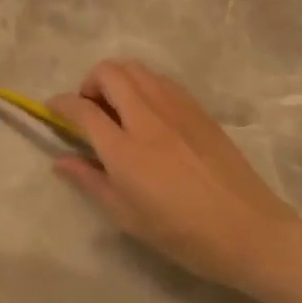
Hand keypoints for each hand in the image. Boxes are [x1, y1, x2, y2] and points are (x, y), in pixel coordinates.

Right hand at [49, 59, 301, 293]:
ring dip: (117, 79)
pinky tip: (148, 114)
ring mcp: (176, 109)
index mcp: (125, 150)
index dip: (60, 104)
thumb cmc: (183, 234)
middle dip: (89, 83)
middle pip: (109, 73)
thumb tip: (61, 160)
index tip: (52, 109)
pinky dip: (143, 85)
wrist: (249, 230)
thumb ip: (91, 181)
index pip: (82, 109)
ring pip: (136, 69)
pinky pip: (161, 80)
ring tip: (118, 109)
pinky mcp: (198, 109)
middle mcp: (148, 118)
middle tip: (90, 111)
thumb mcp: (128, 217)